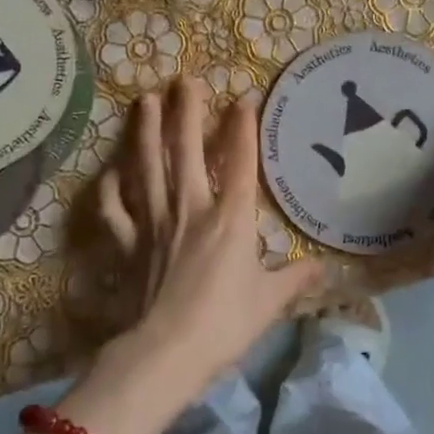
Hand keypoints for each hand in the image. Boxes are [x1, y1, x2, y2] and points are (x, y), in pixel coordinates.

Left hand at [96, 76, 324, 393]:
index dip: (242, 127)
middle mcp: (190, 210)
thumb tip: (324, 268)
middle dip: (186, 112)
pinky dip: (110, 189)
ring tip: (143, 100)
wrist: (166, 354)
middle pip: (187, 152)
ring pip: (147, 168)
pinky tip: (109, 172)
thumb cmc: (225, 324)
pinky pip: (115, 211)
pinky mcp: (128, 245)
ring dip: (146, 132)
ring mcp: (154, 224)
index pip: (240, 162)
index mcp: (230, 219)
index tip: (243, 97)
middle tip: (183, 79)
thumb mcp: (270, 302)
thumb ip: (295, 279)